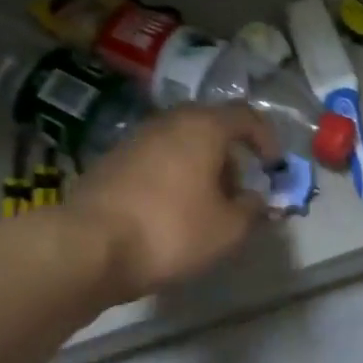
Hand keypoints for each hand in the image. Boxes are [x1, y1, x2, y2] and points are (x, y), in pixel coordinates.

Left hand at [65, 104, 281, 303]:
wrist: (88, 246)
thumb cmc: (171, 231)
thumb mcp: (228, 229)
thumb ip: (252, 210)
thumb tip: (257, 200)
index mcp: (203, 127)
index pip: (246, 116)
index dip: (267, 139)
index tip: (274, 166)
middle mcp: (168, 123)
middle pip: (211, 128)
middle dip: (231, 157)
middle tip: (240, 189)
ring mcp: (135, 140)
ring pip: (181, 144)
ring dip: (200, 168)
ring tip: (207, 205)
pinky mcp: (111, 163)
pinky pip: (156, 161)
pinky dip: (172, 177)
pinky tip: (171, 211)